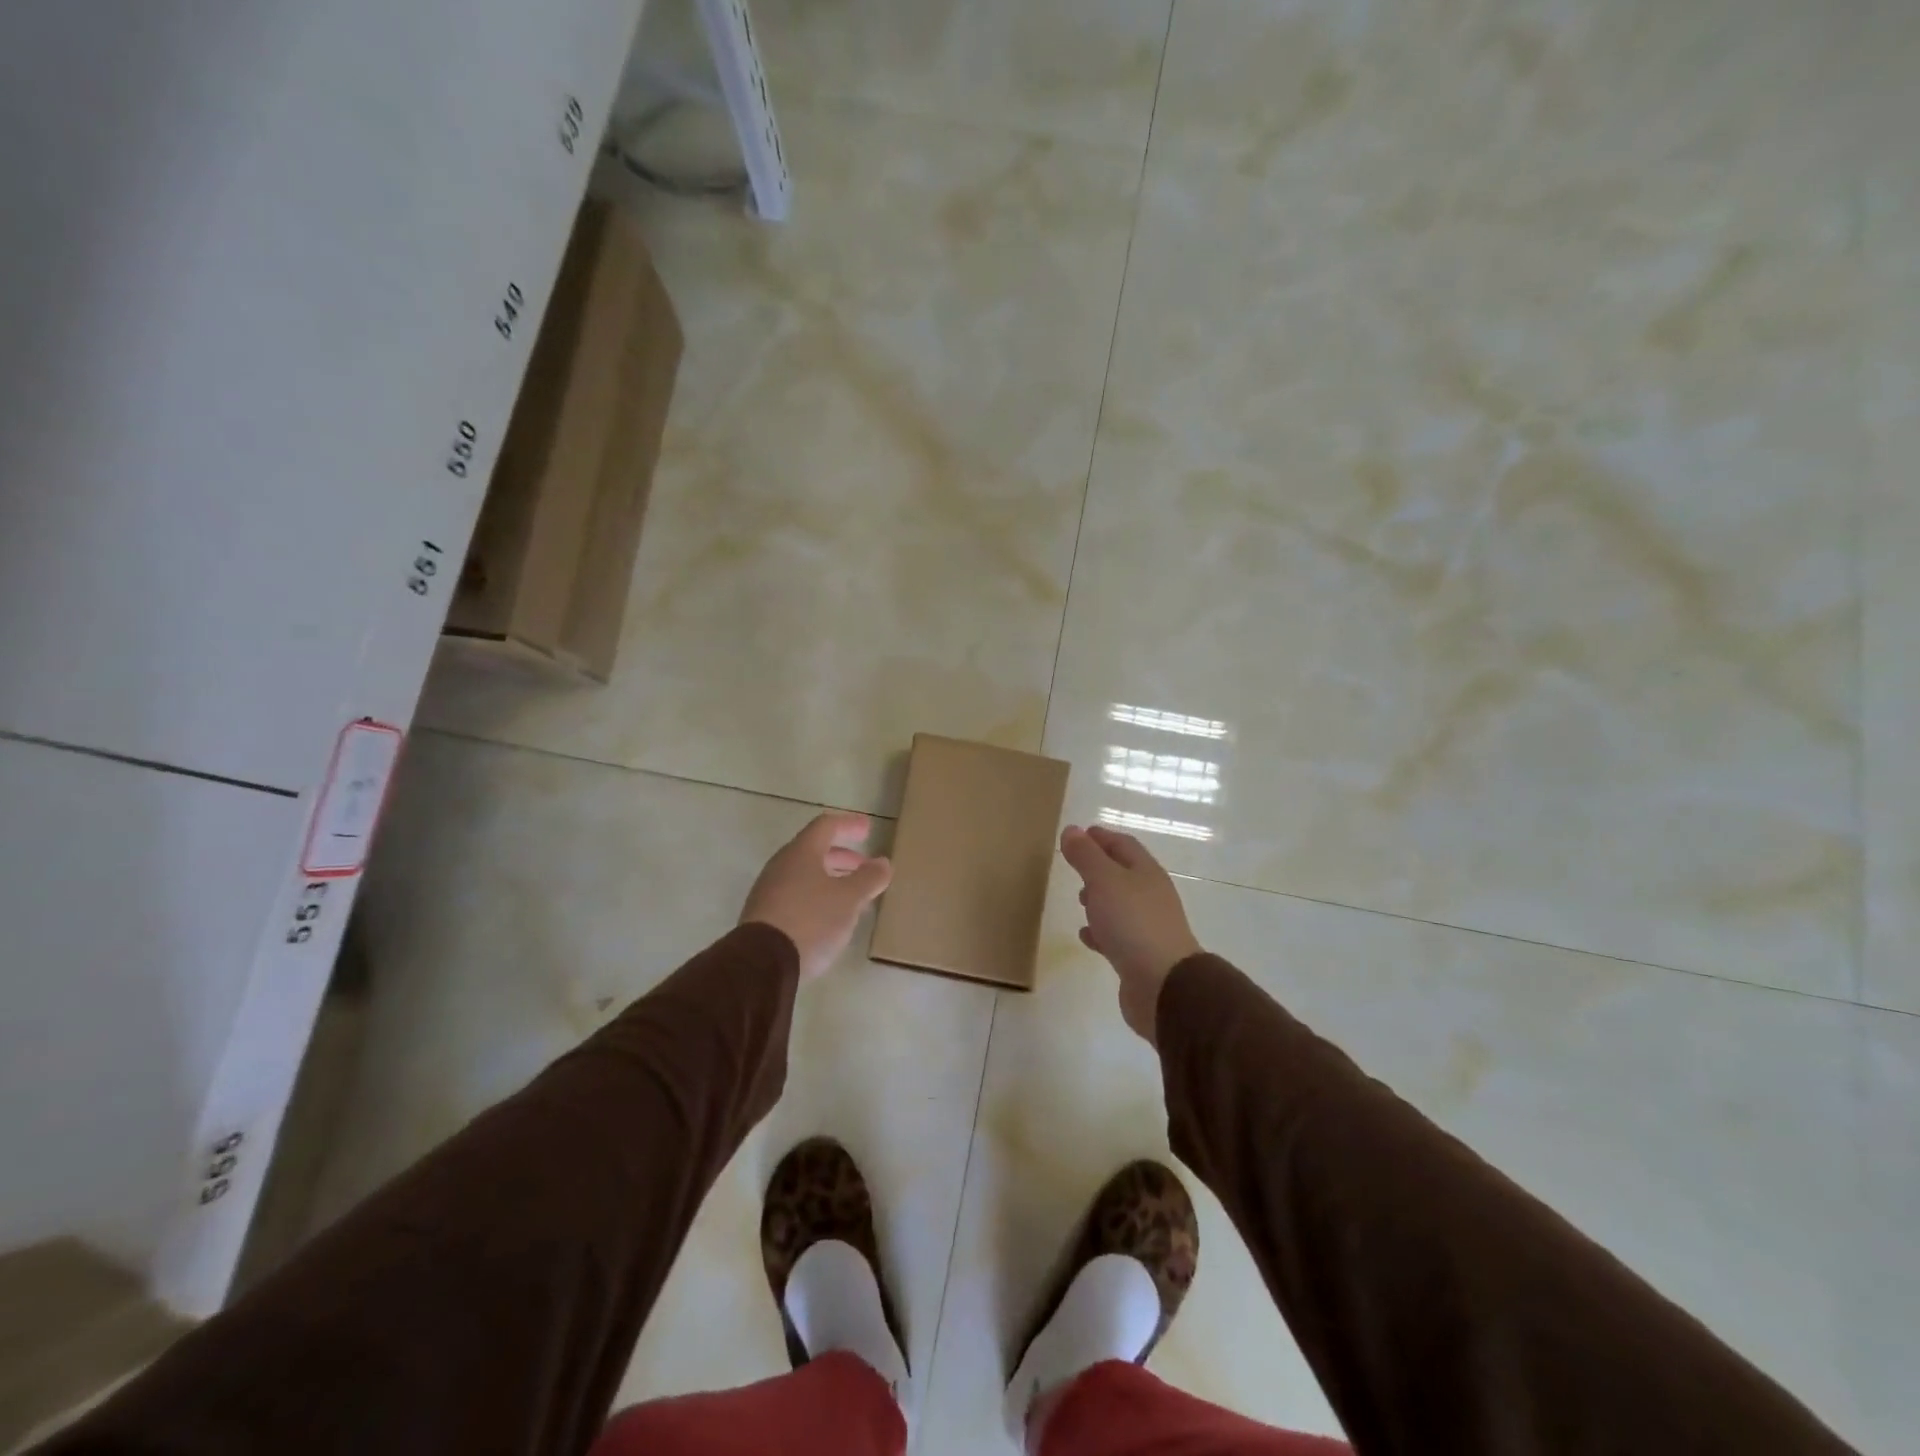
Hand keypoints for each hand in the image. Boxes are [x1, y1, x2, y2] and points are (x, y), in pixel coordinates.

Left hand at [740, 811, 892, 981]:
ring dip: (831, 879)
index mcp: (801, 852)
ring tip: (853, 896)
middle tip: (864, 866)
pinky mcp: (763, 916)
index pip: (826, 826)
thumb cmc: (811, 920)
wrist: (762, 964)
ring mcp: (769, 891)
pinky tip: (830, 917)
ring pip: (805, 875)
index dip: (849, 825)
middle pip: (814, 851)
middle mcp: (781, 865)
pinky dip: (817, 897)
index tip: (868, 829)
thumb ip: (869, 878)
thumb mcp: (849, 899)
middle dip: (843, 856)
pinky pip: (795, 896)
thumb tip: (883, 862)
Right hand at [1059, 825, 1201, 1044]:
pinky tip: (1086, 936)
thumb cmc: (1133, 923)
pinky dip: (1101, 931)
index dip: (1101, 837)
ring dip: (1100, 899)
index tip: (1079, 834)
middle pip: (1124, 874)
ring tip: (1079, 900)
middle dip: (1100, 867)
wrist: (1163, 985)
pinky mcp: (1140, 956)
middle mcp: (1151, 896)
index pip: (1123, 845)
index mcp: (1146, 873)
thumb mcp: (1104, 880)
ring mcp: (1148, 927)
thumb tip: (1071, 830)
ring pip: (1120, 905)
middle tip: (1076, 866)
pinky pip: (1117, 935)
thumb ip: (1086, 856)